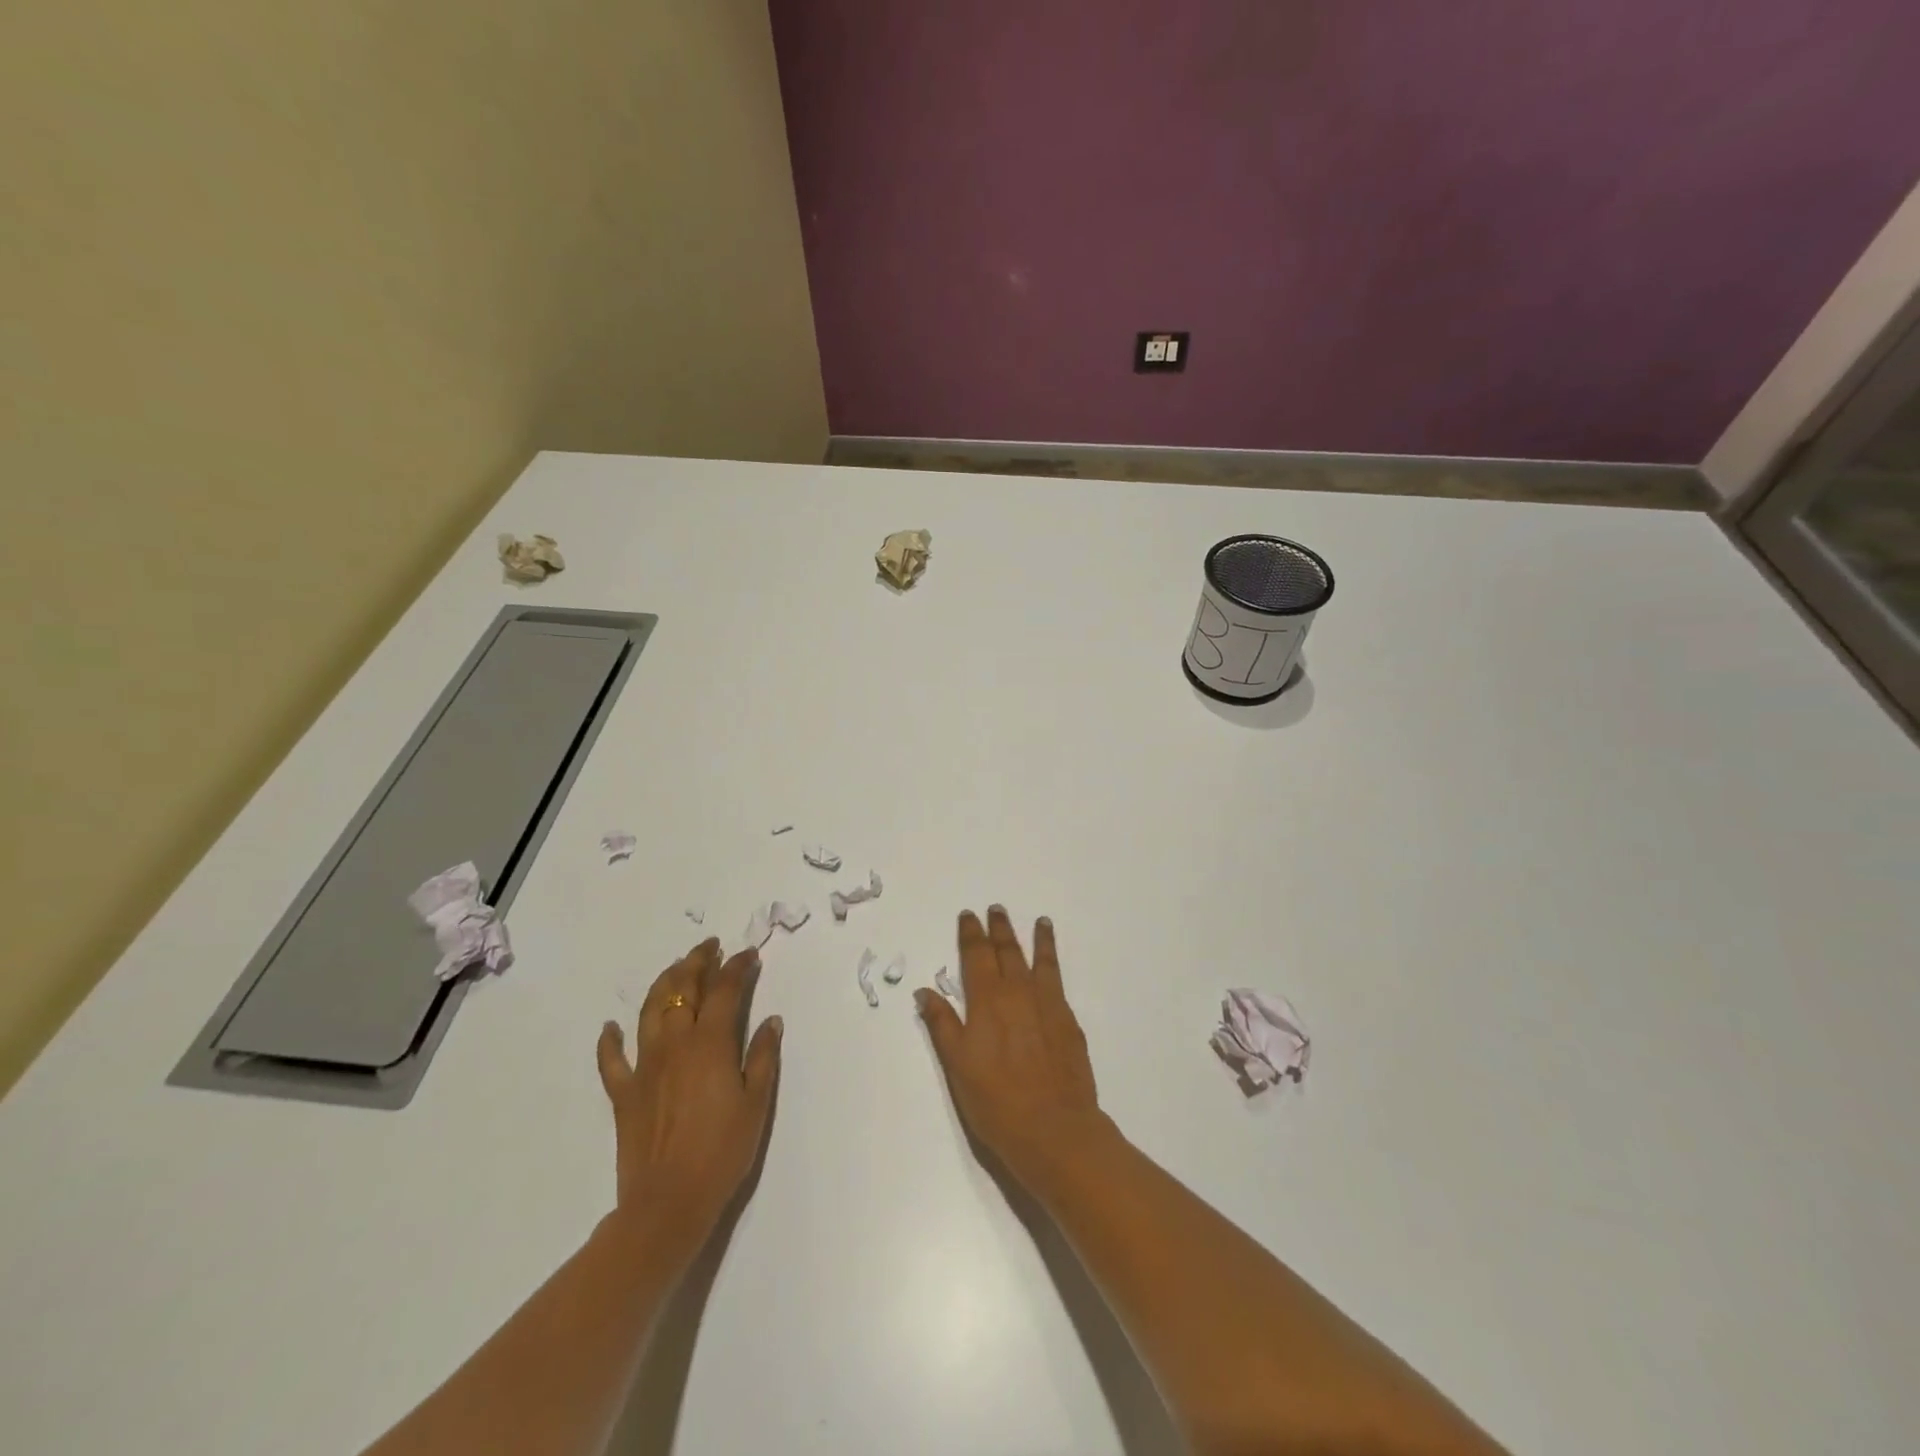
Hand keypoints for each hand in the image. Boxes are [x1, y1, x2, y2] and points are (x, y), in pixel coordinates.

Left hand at [596, 939, 781, 1264]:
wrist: (668, 1203)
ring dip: (664, 983)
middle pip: (683, 989)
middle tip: (709, 948)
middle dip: (697, 962)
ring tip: (676, 970)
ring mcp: (644, 1066)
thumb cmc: (723, 1151)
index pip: (726, 990)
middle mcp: (675, 1044)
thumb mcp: (757, 1102)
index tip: (749, 954)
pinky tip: (610, 1027)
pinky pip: (611, 1060)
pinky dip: (610, 1040)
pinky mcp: (623, 1093)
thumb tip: (771, 1020)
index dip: (738, 967)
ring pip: (650, 1010)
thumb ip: (764, 1056)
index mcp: (711, 1043)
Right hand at [916, 906, 1112, 1193]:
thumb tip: (924, 991)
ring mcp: (1048, 1005)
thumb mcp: (957, 1065)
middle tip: (996, 909)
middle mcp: (1019, 993)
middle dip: (1000, 928)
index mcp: (988, 1000)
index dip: (971, 934)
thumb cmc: (996, 1101)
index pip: (977, 955)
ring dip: (1038, 938)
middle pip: (1009, 951)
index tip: (969, 916)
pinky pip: (1059, 982)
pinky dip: (1055, 965)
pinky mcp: (1069, 1022)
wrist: (1054, 1129)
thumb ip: (942, 1024)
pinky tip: (1053, 966)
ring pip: (1041, 961)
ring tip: (1040, 921)